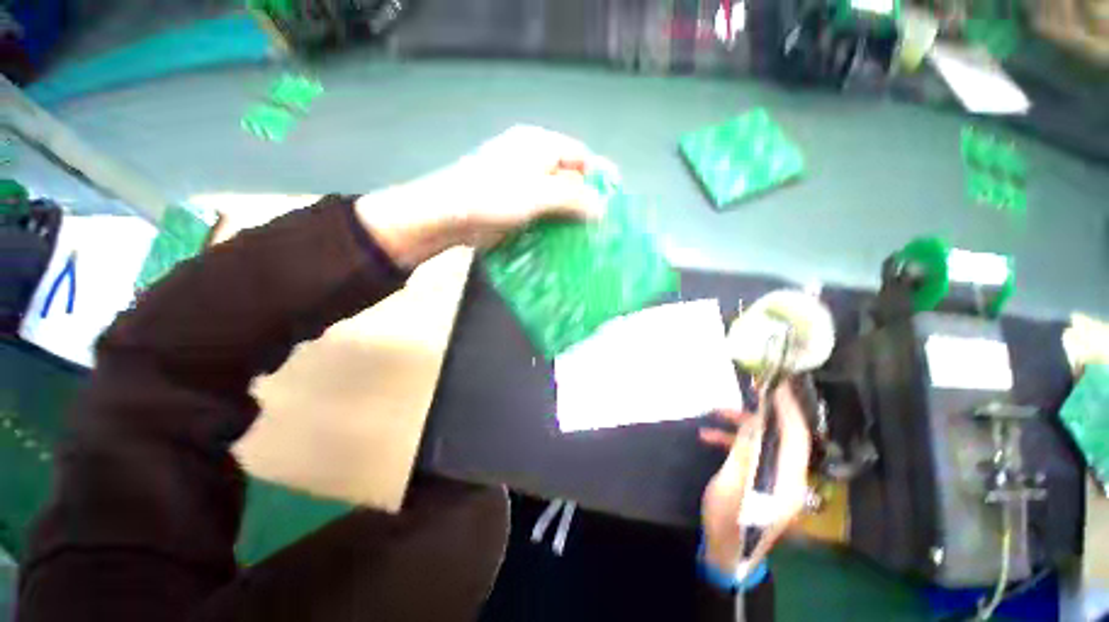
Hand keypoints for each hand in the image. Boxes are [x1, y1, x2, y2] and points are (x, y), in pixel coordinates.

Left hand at [355, 125, 612, 266]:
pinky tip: (561, 240)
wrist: (447, 216)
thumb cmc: (493, 197)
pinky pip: (541, 212)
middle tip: (600, 225)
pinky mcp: (513, 204)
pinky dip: (552, 224)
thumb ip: (574, 199)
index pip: (580, 156)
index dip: (599, 176)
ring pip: (555, 198)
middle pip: (568, 177)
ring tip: (585, 237)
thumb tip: (603, 209)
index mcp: (539, 145)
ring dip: (569, 216)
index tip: (613, 200)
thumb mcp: (539, 195)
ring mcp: (521, 183)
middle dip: (585, 200)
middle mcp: (532, 160)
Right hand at [698, 383, 811, 576]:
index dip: (788, 408)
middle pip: (782, 436)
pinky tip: (708, 436)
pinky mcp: (761, 480)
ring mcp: (775, 479)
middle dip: (763, 411)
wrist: (725, 552)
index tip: (777, 384)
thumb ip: (746, 450)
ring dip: (742, 426)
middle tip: (748, 388)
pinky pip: (752, 453)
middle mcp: (789, 477)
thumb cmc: (729, 520)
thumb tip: (754, 420)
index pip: (796, 436)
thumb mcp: (733, 483)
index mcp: (789, 480)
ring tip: (716, 411)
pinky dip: (733, 442)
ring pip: (764, 442)